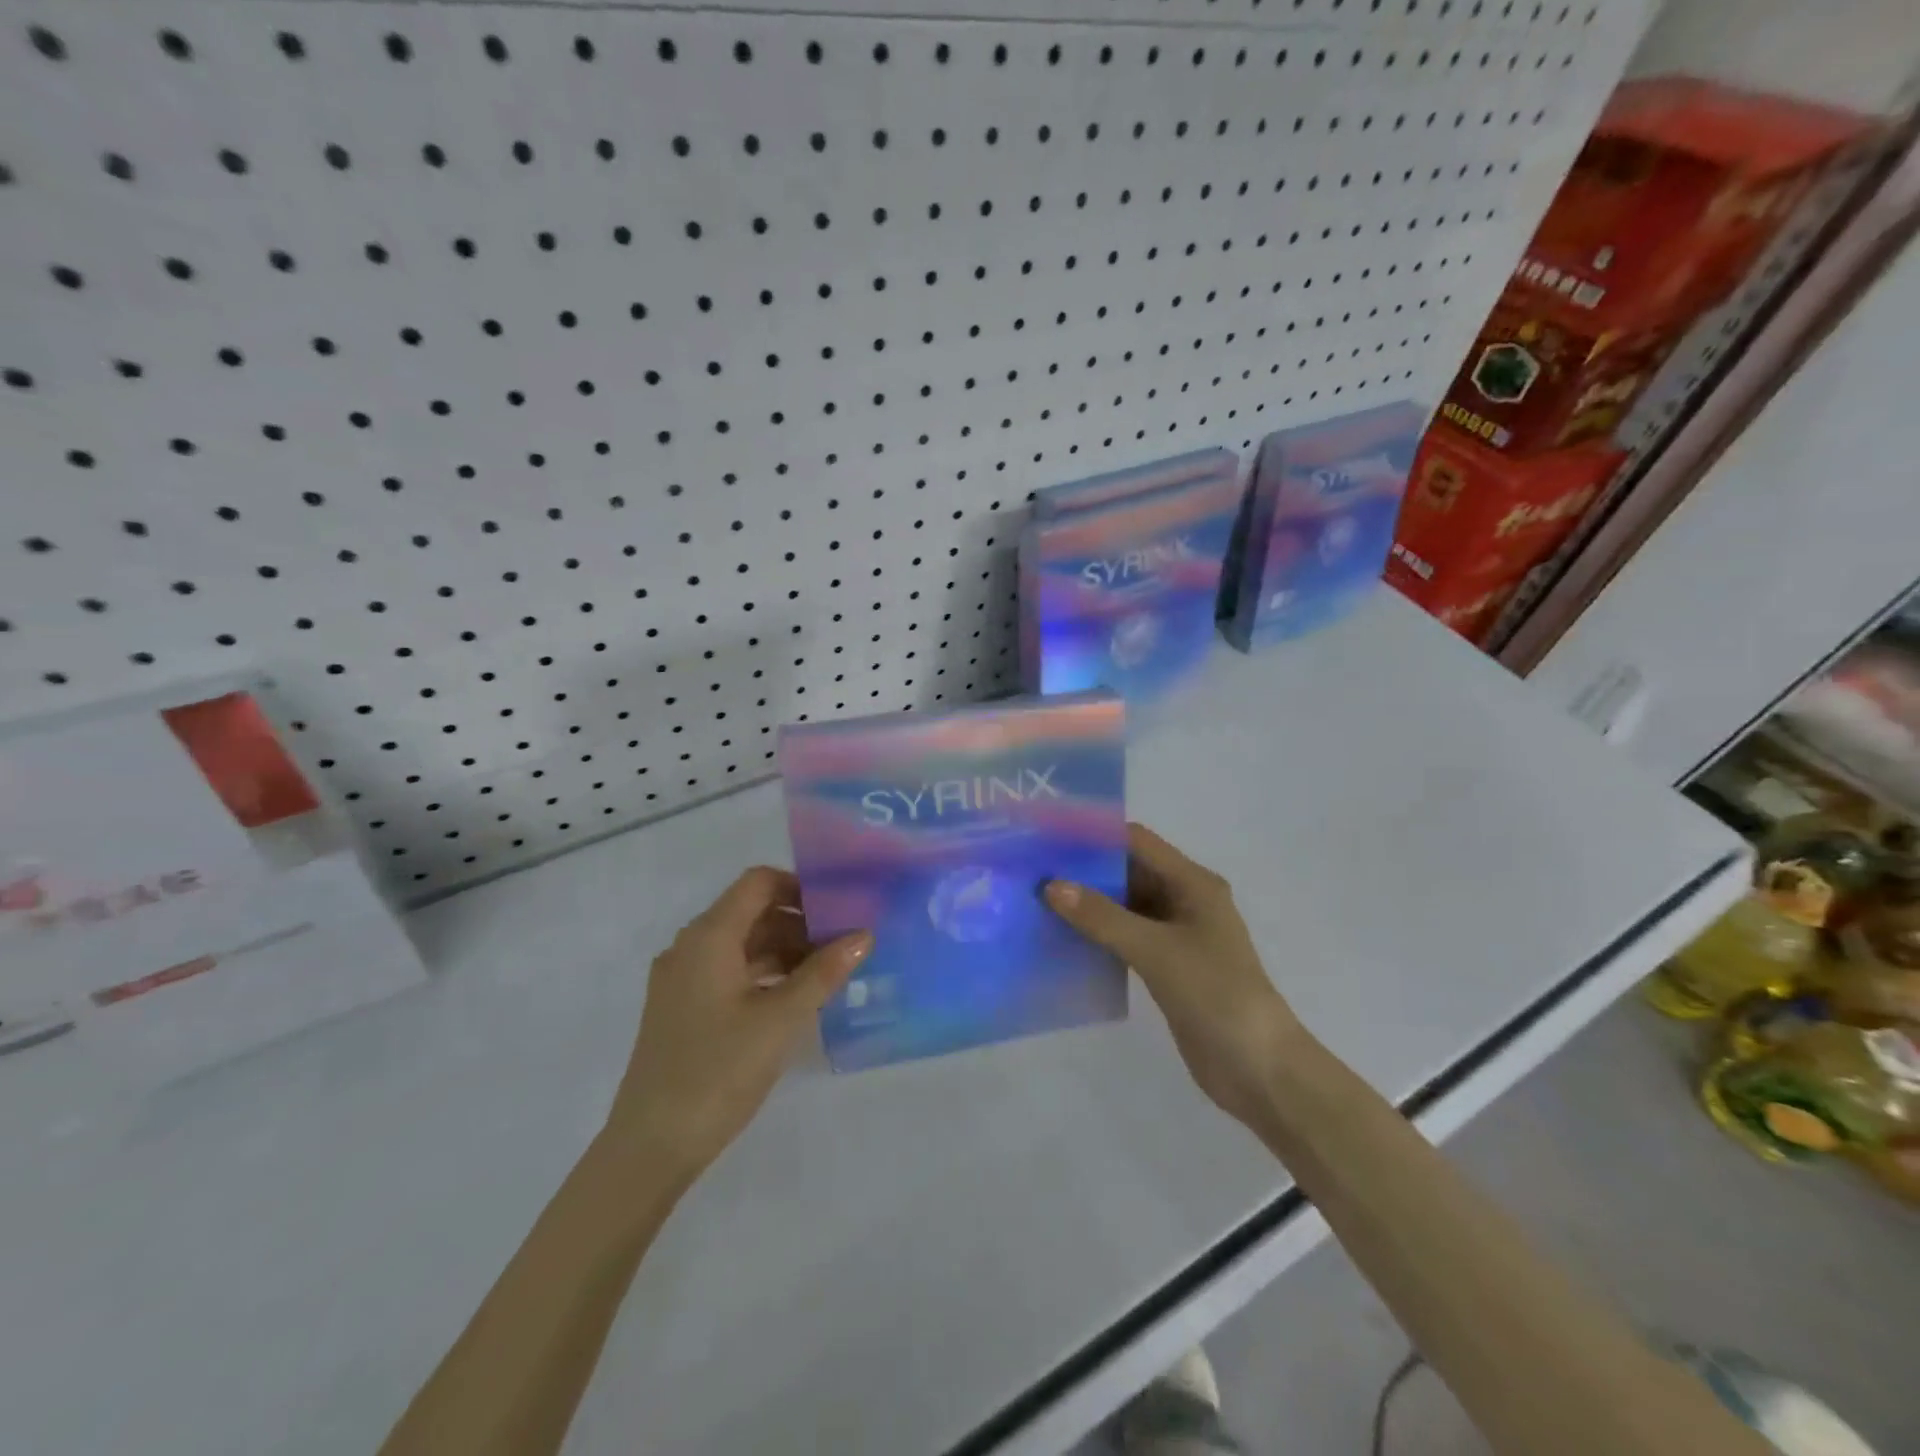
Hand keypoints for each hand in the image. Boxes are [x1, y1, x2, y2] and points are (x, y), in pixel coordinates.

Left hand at [604, 867, 871, 1178]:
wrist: (651, 1146)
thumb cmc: (718, 1071)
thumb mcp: (781, 1019)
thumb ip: (824, 972)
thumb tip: (864, 935)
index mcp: (709, 936)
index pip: (758, 882)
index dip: (800, 886)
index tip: (839, 907)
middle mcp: (690, 947)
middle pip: (751, 912)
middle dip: (799, 922)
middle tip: (844, 943)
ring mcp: (682, 979)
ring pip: (742, 944)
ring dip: (784, 950)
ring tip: (828, 973)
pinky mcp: (683, 1009)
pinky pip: (729, 972)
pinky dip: (764, 974)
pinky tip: (794, 999)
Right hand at [1045, 824, 1301, 1127]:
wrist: (1258, 1068)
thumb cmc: (1214, 994)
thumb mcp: (1156, 950)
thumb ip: (1102, 917)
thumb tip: (1052, 886)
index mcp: (1192, 883)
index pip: (1137, 842)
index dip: (1095, 835)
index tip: (1049, 837)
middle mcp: (1184, 900)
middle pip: (1129, 871)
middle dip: (1086, 870)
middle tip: (1034, 870)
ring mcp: (1176, 934)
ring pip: (1125, 906)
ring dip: (1089, 904)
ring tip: (1038, 900)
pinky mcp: (1167, 965)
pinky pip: (1126, 937)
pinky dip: (1098, 933)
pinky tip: (1063, 938)